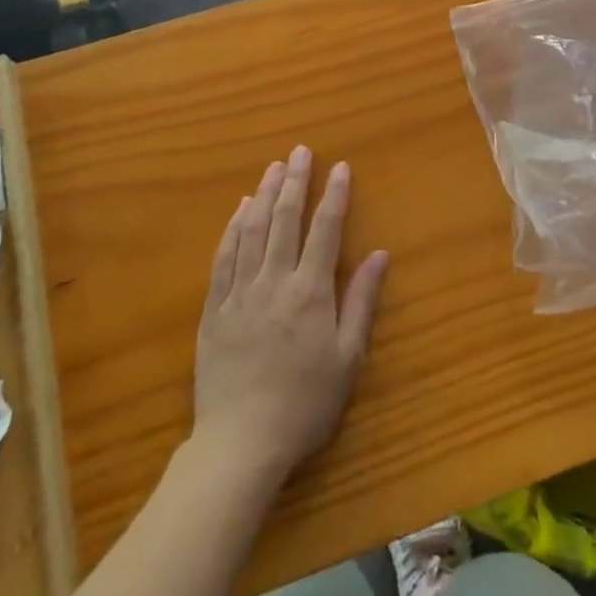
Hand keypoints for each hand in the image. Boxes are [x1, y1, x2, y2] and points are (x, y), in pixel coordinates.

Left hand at [191, 146, 389, 493]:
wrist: (240, 444)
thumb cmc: (304, 404)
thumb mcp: (347, 359)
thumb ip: (361, 302)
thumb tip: (380, 254)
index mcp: (310, 291)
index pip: (325, 229)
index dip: (335, 194)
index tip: (341, 166)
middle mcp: (274, 280)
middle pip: (286, 218)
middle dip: (295, 181)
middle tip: (300, 151)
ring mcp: (240, 291)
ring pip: (253, 229)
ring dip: (265, 194)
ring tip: (273, 167)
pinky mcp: (215, 307)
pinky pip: (224, 255)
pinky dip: (234, 227)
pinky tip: (240, 209)